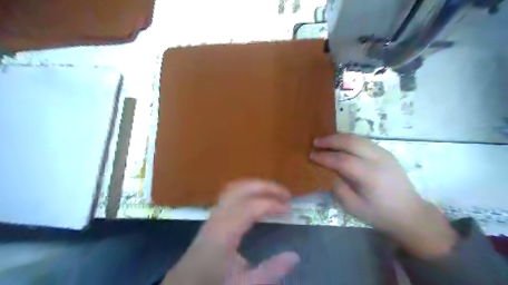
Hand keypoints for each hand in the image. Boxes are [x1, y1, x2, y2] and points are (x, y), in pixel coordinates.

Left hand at [162, 181, 297, 284]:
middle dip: (266, 187)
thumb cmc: (213, 282)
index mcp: (224, 232)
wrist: (185, 283)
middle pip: (242, 189)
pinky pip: (232, 193)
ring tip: (274, 192)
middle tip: (285, 194)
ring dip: (257, 186)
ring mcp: (214, 212)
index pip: (250, 207)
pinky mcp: (214, 214)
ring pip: (235, 187)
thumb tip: (294, 255)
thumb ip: (270, 271)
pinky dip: (248, 190)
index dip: (271, 204)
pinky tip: (257, 198)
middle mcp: (218, 216)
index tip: (289, 209)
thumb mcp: (244, 284)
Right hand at [309, 134, 456, 257]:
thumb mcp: (353, 207)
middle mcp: (378, 159)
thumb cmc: (379, 214)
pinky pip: (363, 141)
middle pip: (350, 142)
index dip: (324, 156)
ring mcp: (384, 153)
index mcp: (370, 176)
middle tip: (315, 142)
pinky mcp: (386, 153)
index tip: (311, 155)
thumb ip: (339, 188)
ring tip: (325, 141)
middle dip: (330, 140)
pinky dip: (349, 139)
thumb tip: (331, 172)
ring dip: (339, 137)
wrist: (409, 213)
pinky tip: (340, 144)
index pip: (342, 160)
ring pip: (357, 138)